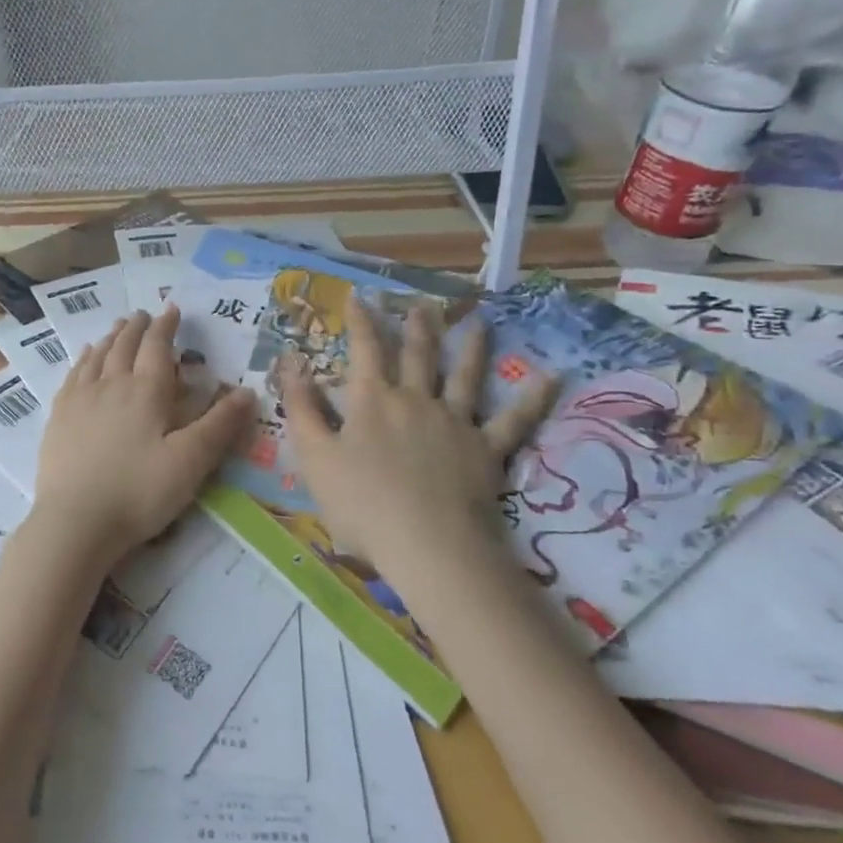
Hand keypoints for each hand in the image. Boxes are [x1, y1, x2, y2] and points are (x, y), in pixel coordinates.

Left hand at [32, 308, 256, 569]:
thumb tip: (247, 391)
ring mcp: (80, 399)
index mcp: (146, 391)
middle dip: (136, 327)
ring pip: (97, 356)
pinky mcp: (59, 417)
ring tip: (117, 327)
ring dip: (111, 337)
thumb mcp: (190, 462)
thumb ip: (219, 425)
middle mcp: (111, 384)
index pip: (157, 346)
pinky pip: (73, 375)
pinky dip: (83, 358)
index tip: (172, 309)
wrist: (75, 521)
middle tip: (143, 314)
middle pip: (124, 345)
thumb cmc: (139, 492)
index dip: (166, 326)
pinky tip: (85, 357)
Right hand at [277, 292, 557, 579]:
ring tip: (478, 322)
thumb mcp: (314, 456)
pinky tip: (551, 377)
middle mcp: (416, 400)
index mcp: (373, 401)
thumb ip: (301, 407)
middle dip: (416, 327)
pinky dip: (532, 398)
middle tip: (422, 303)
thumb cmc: (362, 505)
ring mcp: (455, 422)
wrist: (428, 546)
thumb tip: (290, 361)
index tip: (359, 297)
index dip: (361, 322)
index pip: (365, 350)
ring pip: (464, 376)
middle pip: (417, 355)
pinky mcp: (487, 449)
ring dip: (470, 347)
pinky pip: (513, 420)